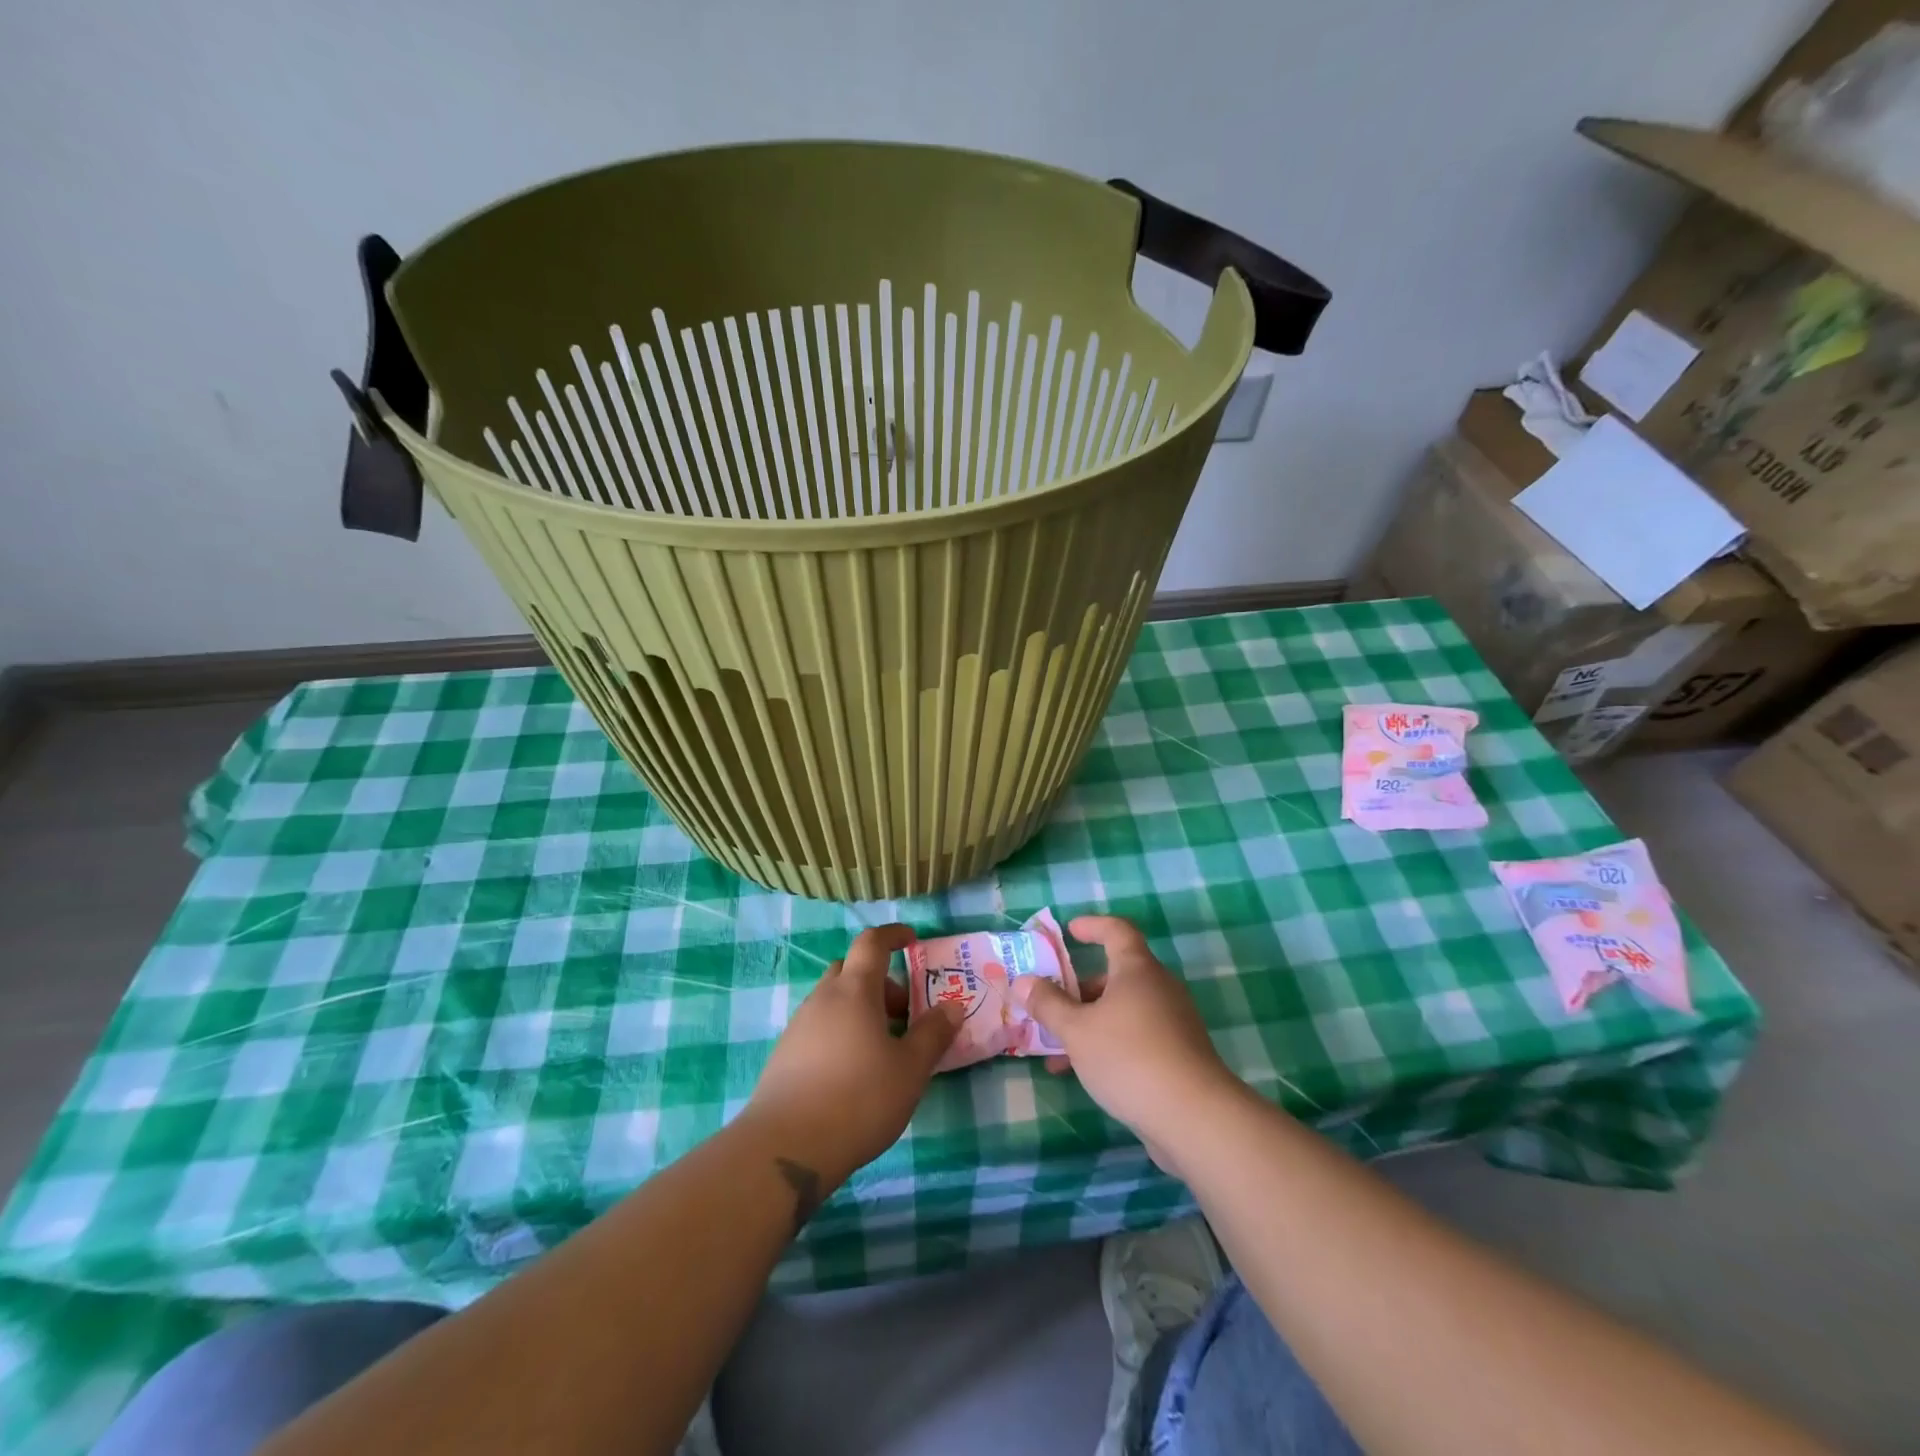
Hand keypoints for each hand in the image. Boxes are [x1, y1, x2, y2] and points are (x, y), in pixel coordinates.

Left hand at [741, 924, 961, 1188]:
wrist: (785, 1148)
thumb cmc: (858, 1098)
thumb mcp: (910, 1069)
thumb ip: (933, 1034)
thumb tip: (952, 1006)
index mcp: (855, 990)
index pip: (872, 943)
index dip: (893, 936)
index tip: (912, 940)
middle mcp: (823, 999)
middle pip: (851, 970)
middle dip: (880, 982)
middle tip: (903, 1012)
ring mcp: (799, 1026)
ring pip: (834, 1001)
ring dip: (860, 1010)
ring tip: (883, 1049)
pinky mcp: (784, 1055)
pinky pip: (819, 1027)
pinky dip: (841, 1032)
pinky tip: (853, 1072)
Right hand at [1013, 915, 1245, 1174]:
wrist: (1194, 1116)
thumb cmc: (1129, 1057)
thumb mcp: (1077, 1030)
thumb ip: (1048, 1005)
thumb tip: (1024, 981)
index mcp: (1137, 969)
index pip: (1117, 930)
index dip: (1093, 926)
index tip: (1070, 931)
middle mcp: (1159, 988)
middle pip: (1116, 975)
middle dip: (1079, 989)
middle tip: (1050, 1004)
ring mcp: (1173, 1021)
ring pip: (1122, 1011)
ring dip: (1089, 1023)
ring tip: (1055, 1051)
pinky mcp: (1178, 1054)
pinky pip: (1136, 1036)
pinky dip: (1108, 1044)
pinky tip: (1084, 1074)